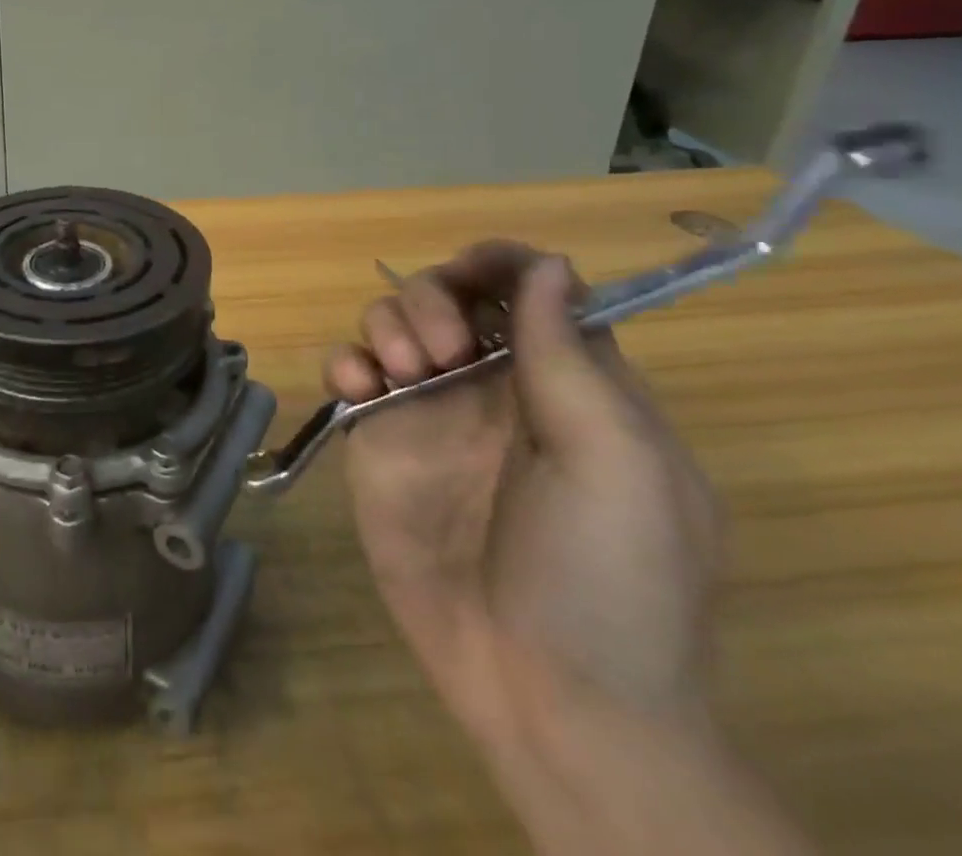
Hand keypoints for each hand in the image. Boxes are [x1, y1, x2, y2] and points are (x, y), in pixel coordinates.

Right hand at [328, 243, 721, 751]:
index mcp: (569, 384)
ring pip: (392, 322)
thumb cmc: (608, 579)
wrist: (548, 698)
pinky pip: (349, 372)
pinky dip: (345, 361)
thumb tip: (549, 265)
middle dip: (435, 296)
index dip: (501, 264)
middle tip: (443, 349)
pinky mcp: (379, 441)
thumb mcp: (616, 464)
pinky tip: (358, 386)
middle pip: (450, 293)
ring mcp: (431, 413)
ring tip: (405, 372)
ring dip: (389, 322)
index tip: (473, 269)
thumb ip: (571, 359)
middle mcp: (494, 386)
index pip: (532, 290)